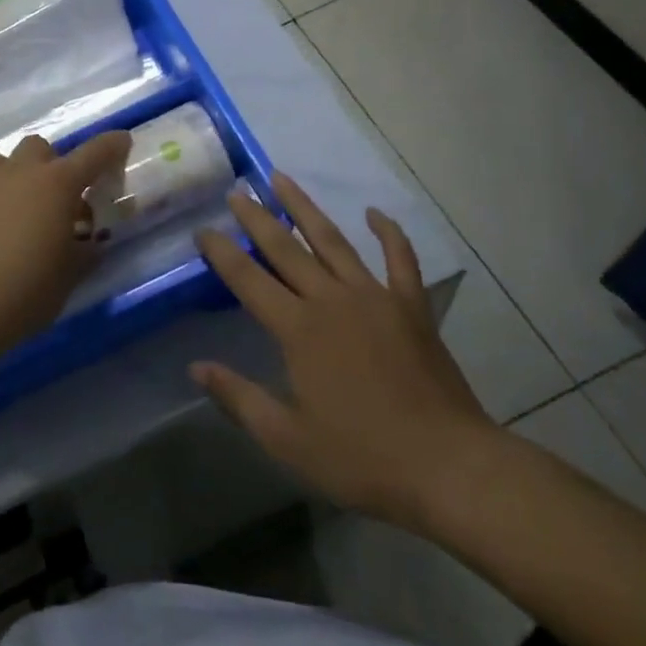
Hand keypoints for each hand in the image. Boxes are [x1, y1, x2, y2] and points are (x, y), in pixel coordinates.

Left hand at [0, 131, 131, 361]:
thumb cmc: (23, 294)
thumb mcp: (68, 278)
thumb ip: (84, 251)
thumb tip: (90, 241)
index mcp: (56, 186)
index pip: (94, 154)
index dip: (111, 146)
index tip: (121, 141)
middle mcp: (17, 171)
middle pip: (39, 148)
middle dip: (48, 166)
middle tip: (49, 201)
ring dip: (8, 181)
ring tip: (4, 217)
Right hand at [192, 173, 506, 531]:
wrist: (450, 467)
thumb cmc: (363, 458)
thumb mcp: (288, 440)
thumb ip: (239, 398)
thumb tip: (196, 366)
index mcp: (299, 329)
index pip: (248, 280)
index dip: (222, 252)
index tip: (203, 229)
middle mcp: (331, 300)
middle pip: (286, 248)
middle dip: (257, 217)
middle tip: (237, 190)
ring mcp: (375, 297)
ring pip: (332, 240)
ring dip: (305, 207)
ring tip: (281, 177)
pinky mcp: (411, 306)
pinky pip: (400, 259)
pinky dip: (389, 233)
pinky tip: (375, 213)